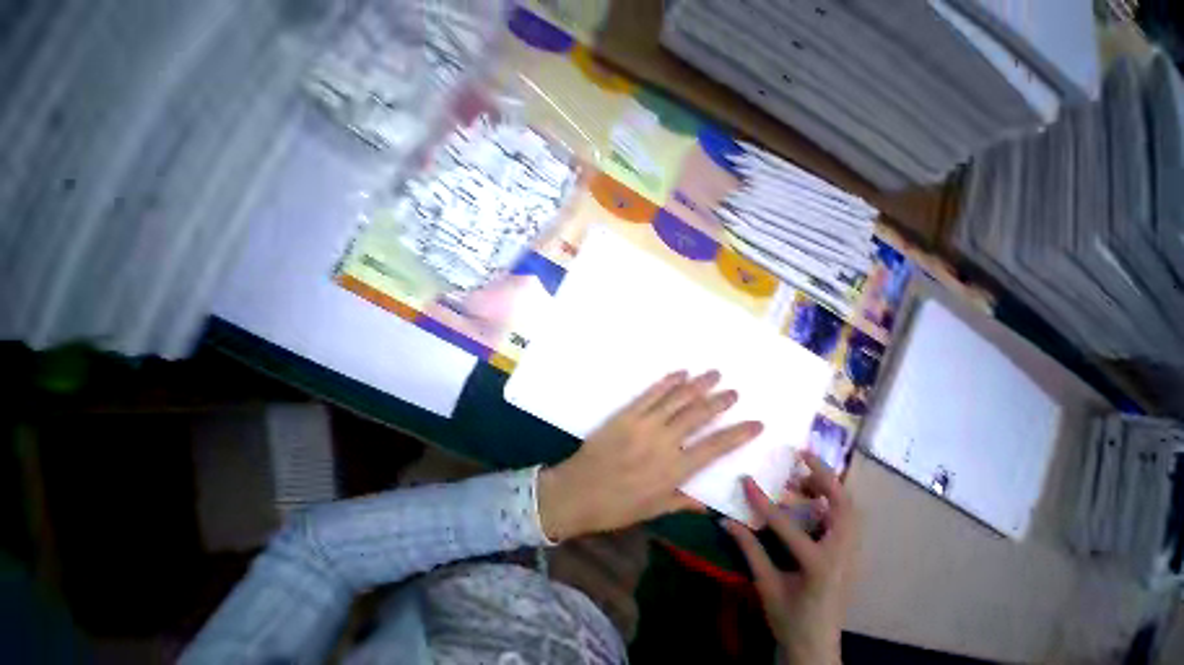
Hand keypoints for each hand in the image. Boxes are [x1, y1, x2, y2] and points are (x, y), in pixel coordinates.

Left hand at [538, 370, 762, 540]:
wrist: (578, 491)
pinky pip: (650, 394)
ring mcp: (643, 424)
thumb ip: (682, 501)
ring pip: (676, 400)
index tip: (756, 423)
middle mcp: (664, 443)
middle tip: (734, 391)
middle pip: (697, 416)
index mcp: (674, 470)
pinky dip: (667, 382)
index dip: (737, 434)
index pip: (715, 448)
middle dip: (719, 402)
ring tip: (713, 374)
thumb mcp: (654, 511)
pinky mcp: (626, 414)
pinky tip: (680, 373)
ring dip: (697, 385)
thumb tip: (708, 503)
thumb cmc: (617, 506)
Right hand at [723, 452, 859, 664]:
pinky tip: (811, 498)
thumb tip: (724, 521)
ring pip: (850, 511)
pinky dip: (832, 501)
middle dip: (824, 476)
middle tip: (802, 455)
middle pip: (844, 508)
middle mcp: (842, 556)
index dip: (763, 501)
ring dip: (829, 487)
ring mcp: (851, 556)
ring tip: (804, 474)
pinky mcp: (850, 555)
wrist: (817, 646)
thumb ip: (749, 549)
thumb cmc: (791, 619)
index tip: (746, 479)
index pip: (787, 526)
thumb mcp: (766, 586)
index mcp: (819, 567)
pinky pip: (847, 520)